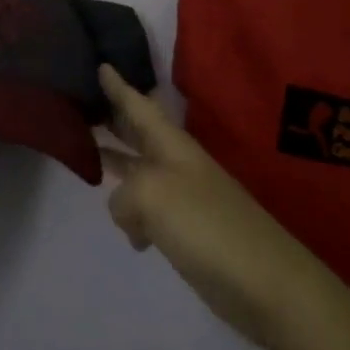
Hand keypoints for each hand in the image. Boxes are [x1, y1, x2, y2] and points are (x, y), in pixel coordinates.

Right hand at [98, 67, 315, 349]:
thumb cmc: (208, 226)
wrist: (268, 286)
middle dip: (113, 118)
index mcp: (171, 144)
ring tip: (87, 156)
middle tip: (81, 104)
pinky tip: (125, 229)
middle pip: (138, 133)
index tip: (100, 63)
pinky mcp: (186, 232)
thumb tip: (124, 211)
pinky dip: (131, 213)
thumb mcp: (152, 196)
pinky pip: (148, 210)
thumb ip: (122, 194)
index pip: (138, 106)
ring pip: (139, 170)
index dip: (118, 86)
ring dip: (115, 163)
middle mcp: (175, 163)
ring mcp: (183, 198)